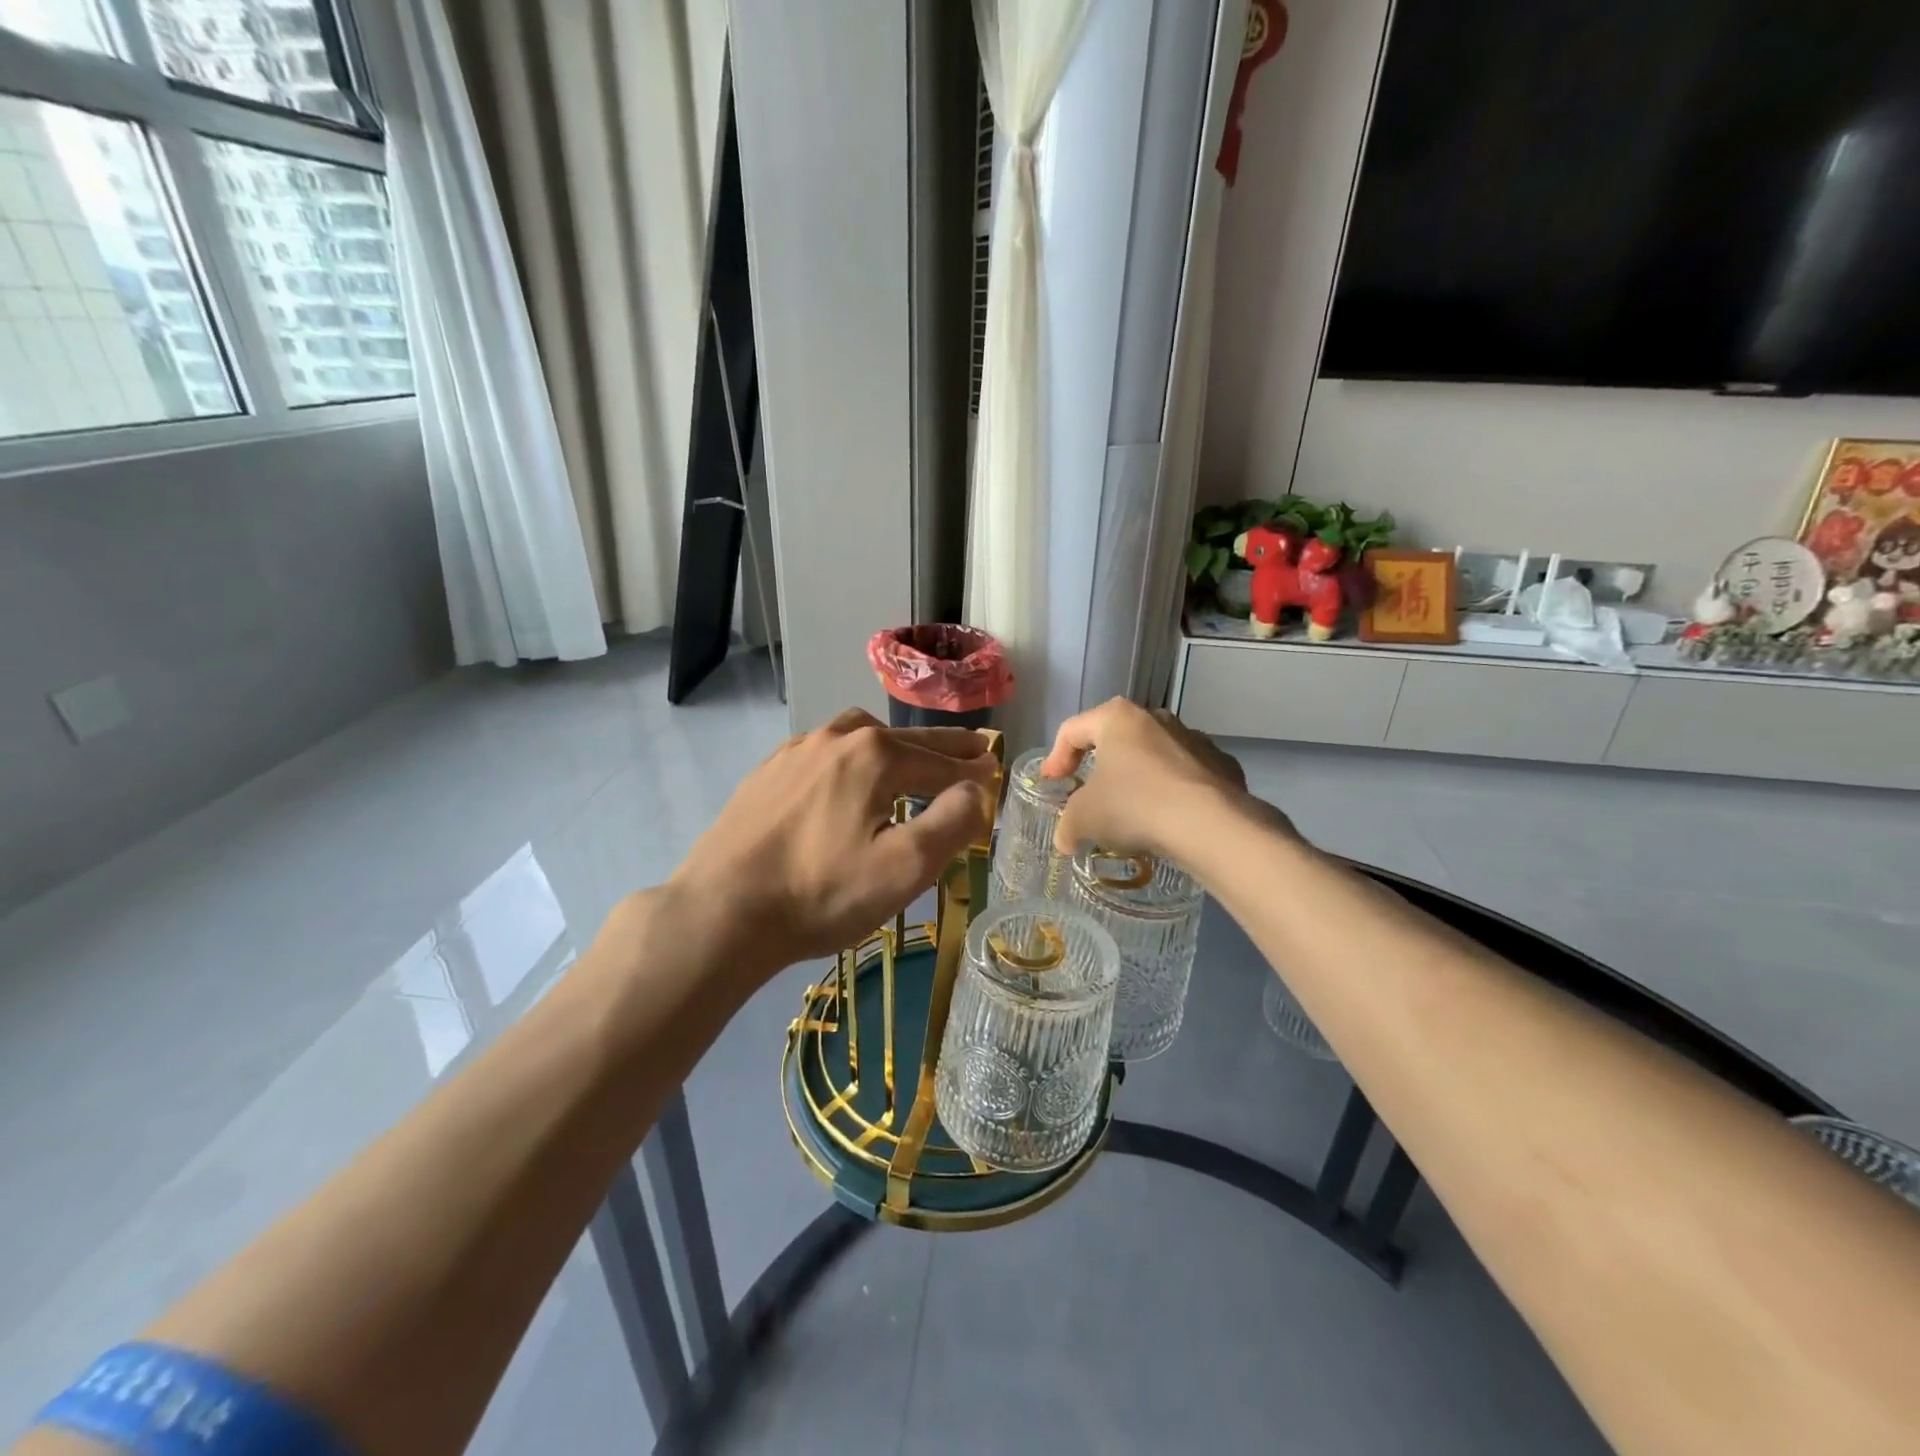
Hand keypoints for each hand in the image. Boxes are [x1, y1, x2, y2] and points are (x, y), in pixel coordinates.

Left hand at [671, 709, 995, 972]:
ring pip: (860, 737)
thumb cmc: (822, 892)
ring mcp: (796, 751)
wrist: (721, 911)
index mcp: (875, 754)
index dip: (973, 769)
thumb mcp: (905, 867)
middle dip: (942, 747)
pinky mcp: (768, 772)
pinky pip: (825, 754)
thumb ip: (953, 823)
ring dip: (894, 746)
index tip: (995, 770)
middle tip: (972, 749)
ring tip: (911, 762)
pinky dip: (853, 758)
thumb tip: (977, 790)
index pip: (941, 760)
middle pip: (905, 740)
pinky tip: (847, 779)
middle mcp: (837, 737)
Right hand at [1040, 699, 1265, 861]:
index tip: (1053, 783)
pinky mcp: (1223, 765)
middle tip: (1090, 794)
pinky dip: (1173, 793)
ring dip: (1139, 779)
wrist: (1210, 825)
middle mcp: (1156, 718)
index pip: (1073, 730)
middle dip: (1101, 766)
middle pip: (1117, 739)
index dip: (1056, 757)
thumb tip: (1065, 839)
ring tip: (1132, 813)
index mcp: (1117, 718)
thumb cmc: (1134, 806)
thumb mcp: (1084, 818)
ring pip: (1154, 756)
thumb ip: (1067, 824)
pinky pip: (1186, 777)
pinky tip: (1168, 821)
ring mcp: (1195, 739)